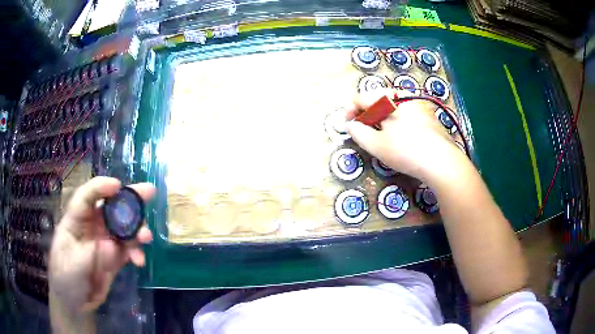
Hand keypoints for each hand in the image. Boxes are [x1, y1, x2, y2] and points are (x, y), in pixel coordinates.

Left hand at [49, 177, 154, 313]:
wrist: (76, 304)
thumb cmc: (65, 280)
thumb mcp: (71, 267)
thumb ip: (89, 254)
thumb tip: (112, 246)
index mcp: (75, 221)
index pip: (86, 197)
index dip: (101, 188)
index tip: (118, 186)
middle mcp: (91, 226)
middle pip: (110, 206)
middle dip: (129, 199)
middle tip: (149, 192)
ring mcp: (104, 242)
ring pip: (123, 227)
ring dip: (137, 230)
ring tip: (146, 238)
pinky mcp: (114, 257)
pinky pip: (129, 249)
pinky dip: (137, 252)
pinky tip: (139, 261)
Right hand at [345, 89, 464, 182]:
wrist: (443, 162)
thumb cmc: (407, 151)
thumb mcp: (377, 145)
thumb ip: (358, 133)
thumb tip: (351, 125)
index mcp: (389, 98)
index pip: (361, 97)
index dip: (350, 111)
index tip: (348, 125)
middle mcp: (403, 96)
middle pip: (377, 99)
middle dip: (366, 114)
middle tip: (363, 131)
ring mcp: (418, 104)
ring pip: (392, 106)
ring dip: (381, 117)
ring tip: (380, 134)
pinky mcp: (428, 115)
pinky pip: (405, 112)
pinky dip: (396, 120)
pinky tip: (399, 136)